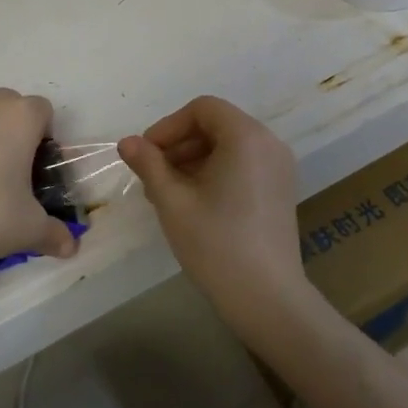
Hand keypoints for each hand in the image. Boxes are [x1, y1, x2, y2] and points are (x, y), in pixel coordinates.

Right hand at [118, 97, 308, 321]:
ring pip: (228, 147)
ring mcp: (279, 168)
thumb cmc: (216, 243)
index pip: (202, 109)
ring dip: (194, 160)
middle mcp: (269, 143)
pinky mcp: (281, 190)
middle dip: (179, 145)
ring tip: (167, 194)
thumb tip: (127, 142)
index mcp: (246, 137)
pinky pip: (243, 165)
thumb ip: (148, 164)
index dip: (168, 126)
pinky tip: (193, 203)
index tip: (145, 154)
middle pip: (216, 125)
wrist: (266, 298)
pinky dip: (216, 173)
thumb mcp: (173, 201)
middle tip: (151, 177)